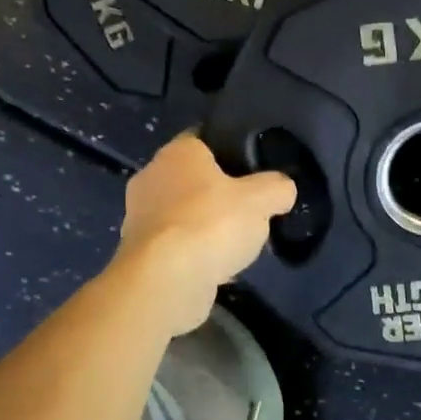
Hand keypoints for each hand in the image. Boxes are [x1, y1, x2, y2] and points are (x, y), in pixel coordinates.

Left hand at [112, 133, 296, 334]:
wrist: (166, 280)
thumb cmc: (212, 224)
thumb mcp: (262, 199)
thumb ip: (278, 188)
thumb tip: (282, 189)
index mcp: (177, 152)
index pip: (204, 139)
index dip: (230, 151)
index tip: (253, 170)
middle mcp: (151, 177)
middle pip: (193, 179)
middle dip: (218, 194)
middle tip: (249, 210)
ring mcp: (138, 216)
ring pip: (183, 214)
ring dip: (205, 226)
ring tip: (235, 244)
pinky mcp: (139, 252)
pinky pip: (175, 245)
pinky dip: (193, 253)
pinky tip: (216, 268)